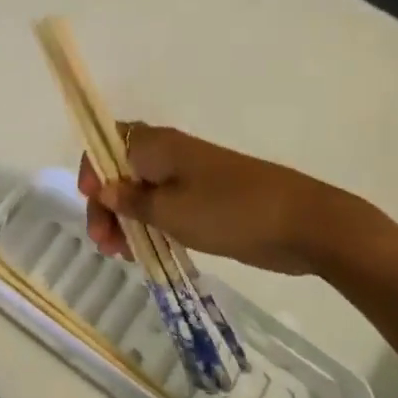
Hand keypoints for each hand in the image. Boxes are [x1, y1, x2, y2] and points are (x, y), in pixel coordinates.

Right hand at [77, 124, 376, 277]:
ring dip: (126, 219)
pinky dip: (150, 225)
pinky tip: (145, 251)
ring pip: (141, 191)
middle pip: (120, 170)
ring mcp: (190, 176)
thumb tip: (103, 189)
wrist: (304, 224)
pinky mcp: (206, 199)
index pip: (107, 143)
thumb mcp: (170, 212)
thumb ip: (130, 201)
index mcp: (157, 146)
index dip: (92, 171)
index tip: (92, 204)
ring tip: (122, 255)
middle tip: (105, 244)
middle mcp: (169, 154)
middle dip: (106, 204)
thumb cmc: (230, 212)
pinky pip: (165, 206)